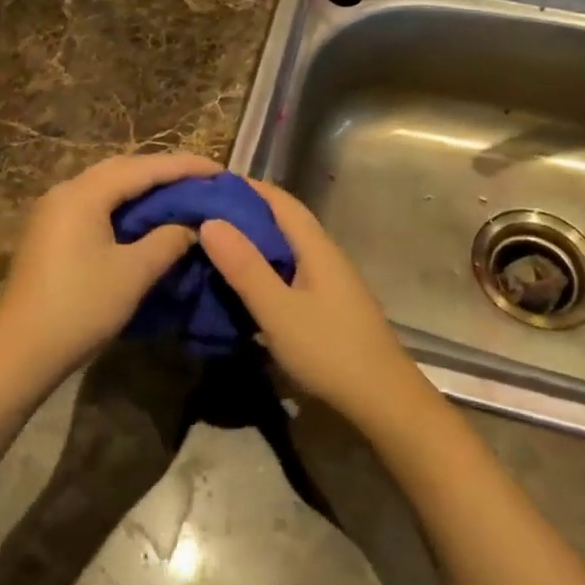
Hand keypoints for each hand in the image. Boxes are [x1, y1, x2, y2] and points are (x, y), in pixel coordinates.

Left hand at [0, 151, 221, 383]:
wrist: (19, 352)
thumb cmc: (80, 308)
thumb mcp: (133, 274)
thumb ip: (167, 241)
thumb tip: (191, 226)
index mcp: (84, 194)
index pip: (143, 168)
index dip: (184, 167)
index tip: (219, 172)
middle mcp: (65, 191)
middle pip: (122, 168)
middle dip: (164, 171)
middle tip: (202, 180)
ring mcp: (53, 210)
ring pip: (107, 184)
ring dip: (143, 185)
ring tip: (180, 193)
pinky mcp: (50, 231)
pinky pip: (95, 202)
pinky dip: (124, 202)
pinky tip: (144, 215)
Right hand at [199, 179, 427, 427]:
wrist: (383, 401)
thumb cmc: (329, 350)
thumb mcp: (278, 310)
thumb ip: (245, 267)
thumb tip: (210, 221)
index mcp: (316, 246)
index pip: (279, 200)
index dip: (246, 187)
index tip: (207, 184)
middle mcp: (325, 255)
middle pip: (283, 221)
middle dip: (245, 213)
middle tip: (201, 216)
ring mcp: (329, 281)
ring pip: (286, 248)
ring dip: (253, 242)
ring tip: (213, 247)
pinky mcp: (328, 305)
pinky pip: (289, 273)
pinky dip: (263, 269)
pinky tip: (243, 285)